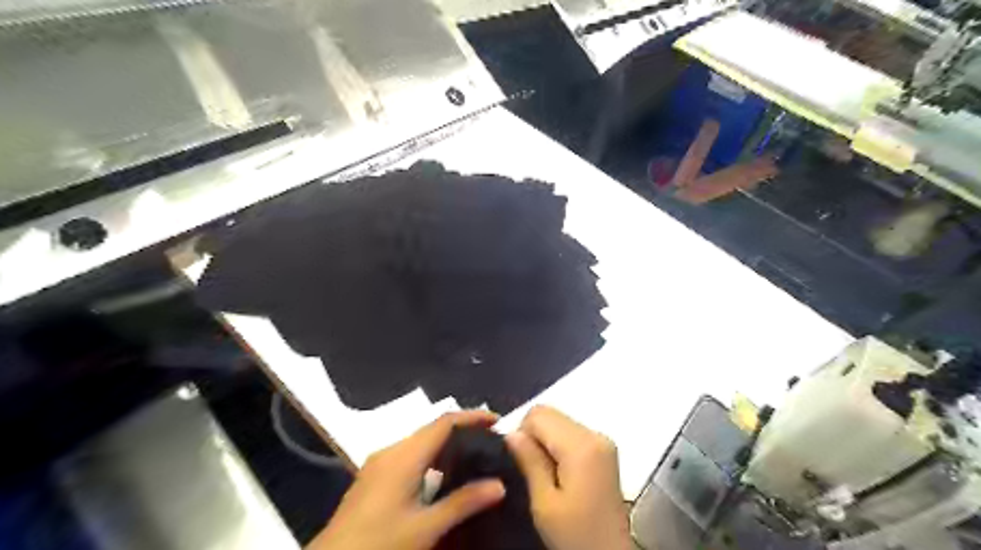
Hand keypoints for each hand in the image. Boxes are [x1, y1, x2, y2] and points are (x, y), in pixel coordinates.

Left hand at [307, 411, 505, 548]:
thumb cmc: (378, 543)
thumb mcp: (425, 528)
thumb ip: (463, 503)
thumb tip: (499, 485)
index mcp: (405, 455)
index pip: (444, 422)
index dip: (471, 417)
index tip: (497, 420)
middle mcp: (392, 450)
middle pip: (432, 428)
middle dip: (461, 429)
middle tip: (489, 440)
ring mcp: (380, 462)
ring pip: (420, 441)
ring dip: (446, 442)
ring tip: (472, 455)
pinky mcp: (374, 475)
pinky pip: (409, 453)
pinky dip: (431, 455)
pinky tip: (441, 474)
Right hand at [506, 404, 627, 549]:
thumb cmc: (576, 535)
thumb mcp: (545, 503)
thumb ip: (529, 461)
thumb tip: (512, 433)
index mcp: (581, 445)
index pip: (538, 414)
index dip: (522, 433)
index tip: (521, 463)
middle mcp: (595, 433)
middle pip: (550, 413)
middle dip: (534, 435)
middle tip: (532, 471)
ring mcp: (603, 440)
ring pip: (559, 421)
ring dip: (546, 441)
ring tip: (546, 475)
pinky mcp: (604, 449)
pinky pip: (571, 432)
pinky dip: (558, 445)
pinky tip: (561, 473)